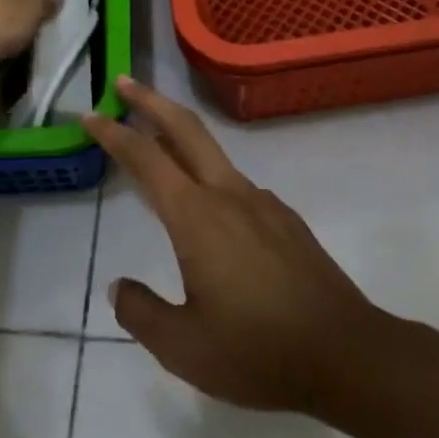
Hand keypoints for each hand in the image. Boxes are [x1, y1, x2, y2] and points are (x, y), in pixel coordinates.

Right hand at [84, 78, 388, 414]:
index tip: (90, 114)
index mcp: (197, 217)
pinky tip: (209, 213)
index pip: (146, 159)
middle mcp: (229, 195)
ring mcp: (263, 203)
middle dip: (151, 101)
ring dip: (180, 139)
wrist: (348, 355)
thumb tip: (119, 287)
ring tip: (158, 149)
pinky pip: (238, 186)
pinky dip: (210, 178)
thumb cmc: (258, 352)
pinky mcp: (286, 220)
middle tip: (124, 82)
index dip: (114, 133)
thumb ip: (142, 312)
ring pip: (213, 155)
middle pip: (186, 129)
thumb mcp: (184, 347)